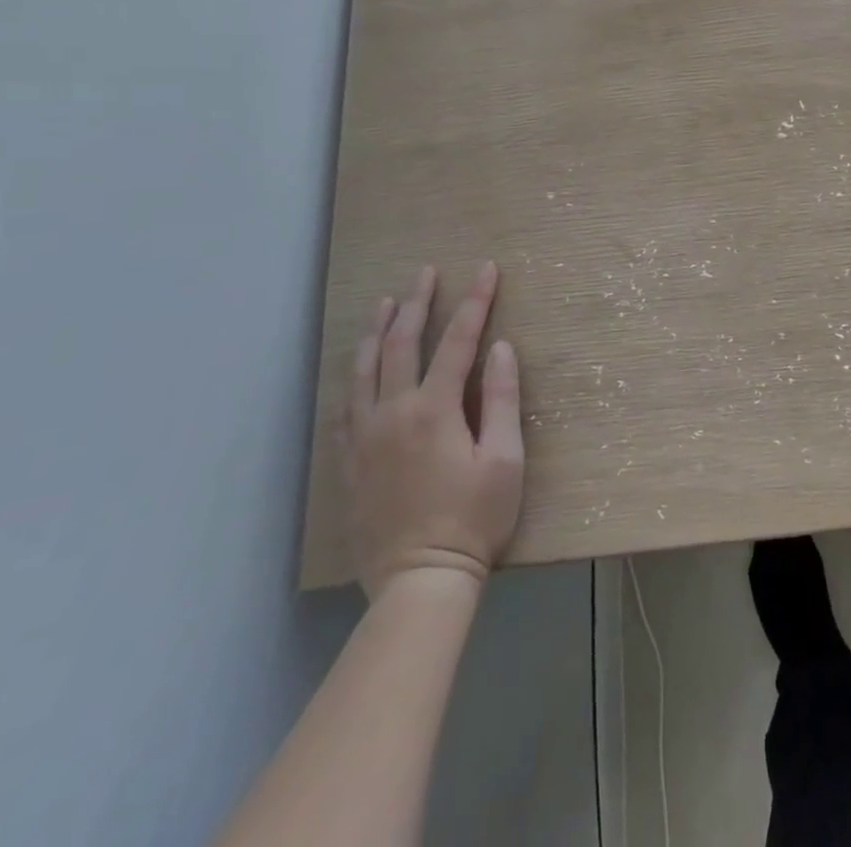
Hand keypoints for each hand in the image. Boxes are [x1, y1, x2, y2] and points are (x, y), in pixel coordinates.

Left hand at [343, 262, 523, 598]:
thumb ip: (501, 399)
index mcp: (434, 409)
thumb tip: (500, 348)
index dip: (475, 300)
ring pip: (363, 369)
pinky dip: (354, 376)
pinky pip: (346, 405)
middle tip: (427, 272)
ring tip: (387, 303)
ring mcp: (365, 437)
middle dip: (418, 302)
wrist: (420, 581)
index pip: (458, 340)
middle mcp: (393, 412)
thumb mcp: (504, 459)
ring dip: (377, 331)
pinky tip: (358, 368)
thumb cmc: (474, 519)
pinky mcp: (350, 462)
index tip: (487, 268)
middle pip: (401, 344)